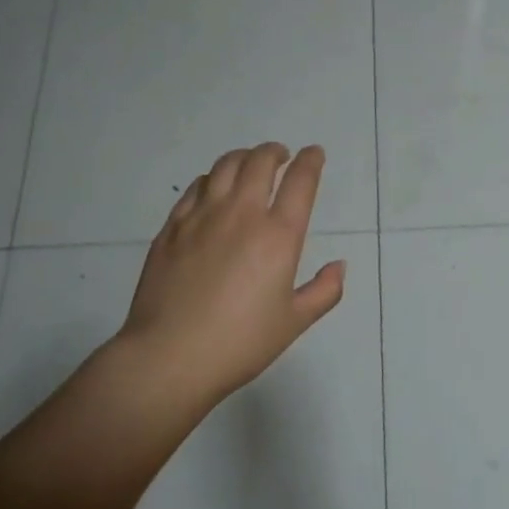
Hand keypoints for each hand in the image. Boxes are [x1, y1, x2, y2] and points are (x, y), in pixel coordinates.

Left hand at [114, 143, 344, 417]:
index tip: (314, 154)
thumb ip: (324, 291)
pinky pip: (195, 188)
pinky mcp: (172, 228)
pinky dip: (211, 179)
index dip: (310, 161)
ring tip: (248, 164)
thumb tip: (339, 265)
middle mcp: (241, 215)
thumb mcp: (294, 322)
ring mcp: (201, 218)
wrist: (170, 356)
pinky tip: (213, 189)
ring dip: (242, 158)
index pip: (300, 182)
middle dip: (274, 152)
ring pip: (224, 167)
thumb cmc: (240, 343)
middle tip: (281, 156)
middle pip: (259, 162)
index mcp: (278, 236)